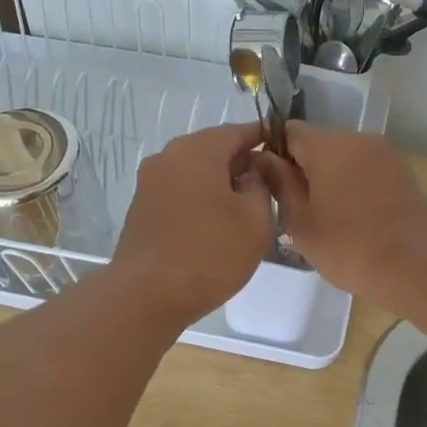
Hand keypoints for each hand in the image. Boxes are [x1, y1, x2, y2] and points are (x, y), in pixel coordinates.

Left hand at [108, 122, 274, 326]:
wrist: (146, 295)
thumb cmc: (210, 253)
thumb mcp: (256, 220)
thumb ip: (261, 185)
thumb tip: (253, 171)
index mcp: (198, 149)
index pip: (239, 131)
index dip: (265, 140)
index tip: (285, 154)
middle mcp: (169, 156)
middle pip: (214, 149)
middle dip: (242, 164)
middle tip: (269, 188)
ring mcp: (150, 181)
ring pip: (195, 172)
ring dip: (220, 184)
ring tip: (245, 211)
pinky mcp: (141, 207)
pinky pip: (179, 191)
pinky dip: (199, 199)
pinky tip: (215, 225)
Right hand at [253, 125, 426, 303]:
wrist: (418, 268)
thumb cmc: (350, 247)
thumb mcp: (300, 222)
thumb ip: (279, 183)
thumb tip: (263, 158)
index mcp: (330, 145)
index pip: (288, 131)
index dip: (271, 152)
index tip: (266, 183)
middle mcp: (359, 139)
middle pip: (316, 142)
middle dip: (300, 167)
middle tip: (291, 207)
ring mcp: (385, 154)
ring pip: (341, 156)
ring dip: (326, 177)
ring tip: (320, 216)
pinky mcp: (401, 172)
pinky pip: (363, 169)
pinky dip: (350, 184)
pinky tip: (348, 218)